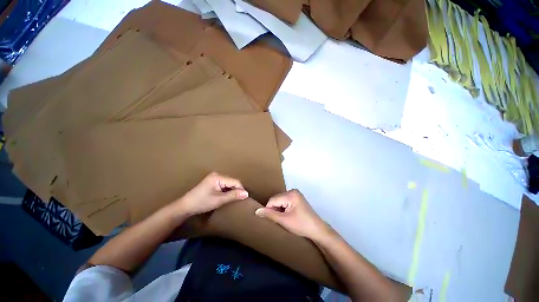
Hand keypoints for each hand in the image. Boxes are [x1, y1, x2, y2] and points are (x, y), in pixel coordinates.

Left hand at [172, 172, 248, 216]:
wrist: (185, 206)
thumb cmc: (201, 203)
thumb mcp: (219, 200)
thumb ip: (233, 195)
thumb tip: (246, 193)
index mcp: (218, 177)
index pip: (235, 181)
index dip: (241, 189)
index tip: (244, 198)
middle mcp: (217, 174)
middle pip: (232, 181)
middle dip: (236, 190)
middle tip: (239, 199)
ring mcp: (214, 177)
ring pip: (229, 183)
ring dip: (231, 190)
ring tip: (233, 198)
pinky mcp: (212, 181)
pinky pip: (224, 184)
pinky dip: (226, 190)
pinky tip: (226, 196)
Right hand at [255, 189, 329, 240]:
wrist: (317, 230)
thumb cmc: (301, 225)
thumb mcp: (284, 221)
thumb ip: (270, 214)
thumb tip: (257, 211)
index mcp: (290, 194)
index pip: (273, 200)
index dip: (269, 210)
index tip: (271, 219)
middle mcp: (293, 191)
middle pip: (276, 199)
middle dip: (275, 209)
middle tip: (279, 220)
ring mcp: (296, 194)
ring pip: (280, 200)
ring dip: (279, 209)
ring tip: (283, 218)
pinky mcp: (297, 198)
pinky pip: (285, 201)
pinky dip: (283, 208)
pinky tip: (287, 215)